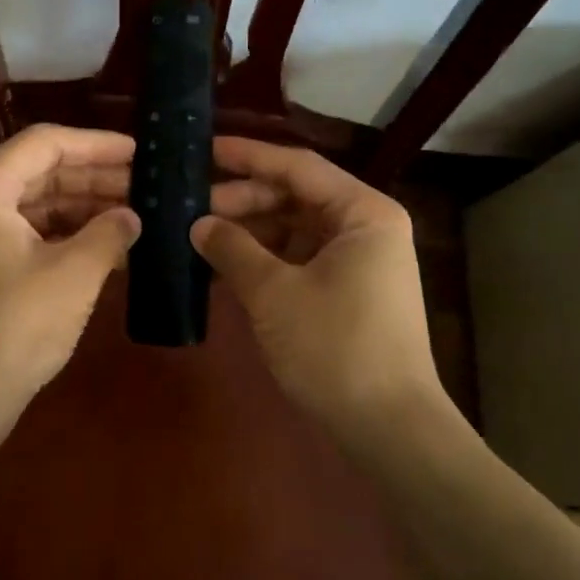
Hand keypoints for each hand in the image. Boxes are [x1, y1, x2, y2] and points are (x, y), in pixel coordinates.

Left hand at [0, 124, 139, 441]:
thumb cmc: (13, 327)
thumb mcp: (73, 275)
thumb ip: (109, 234)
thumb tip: (133, 216)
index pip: (46, 143)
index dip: (96, 144)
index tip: (140, 151)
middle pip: (40, 170)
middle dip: (94, 176)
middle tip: (146, 183)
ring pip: (36, 202)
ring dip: (83, 205)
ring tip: (135, 212)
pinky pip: (29, 231)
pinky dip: (66, 233)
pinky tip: (107, 245)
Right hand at [194, 136, 459, 440]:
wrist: (389, 430)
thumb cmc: (336, 348)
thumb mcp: (274, 293)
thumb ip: (233, 249)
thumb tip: (198, 223)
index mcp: (362, 212)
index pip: (297, 166)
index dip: (247, 156)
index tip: (203, 149)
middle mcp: (364, 227)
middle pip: (295, 195)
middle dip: (242, 198)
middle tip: (189, 202)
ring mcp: (357, 261)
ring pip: (293, 227)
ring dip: (249, 229)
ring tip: (198, 232)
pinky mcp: (346, 291)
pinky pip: (297, 257)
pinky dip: (263, 258)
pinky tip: (223, 263)